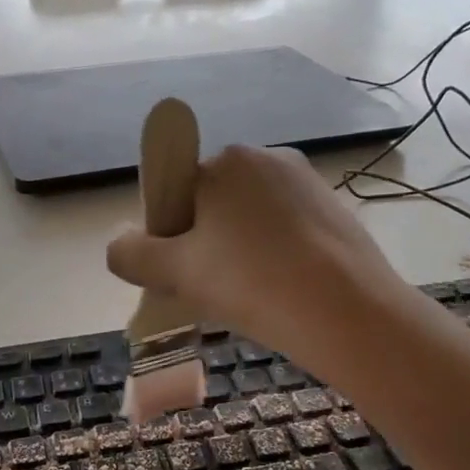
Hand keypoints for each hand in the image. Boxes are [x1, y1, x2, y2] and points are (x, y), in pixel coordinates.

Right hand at [106, 145, 404, 371]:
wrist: (349, 313)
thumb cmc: (253, 284)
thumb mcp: (176, 272)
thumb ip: (131, 253)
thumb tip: (119, 243)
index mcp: (224, 161)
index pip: (176, 193)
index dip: (170, 236)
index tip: (182, 274)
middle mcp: (266, 157)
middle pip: (215, 203)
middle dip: (206, 242)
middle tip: (215, 290)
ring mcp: (306, 181)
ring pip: (252, 217)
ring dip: (241, 249)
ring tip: (252, 295)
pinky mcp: (335, 208)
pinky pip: (287, 228)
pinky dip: (276, 253)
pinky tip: (284, 289)